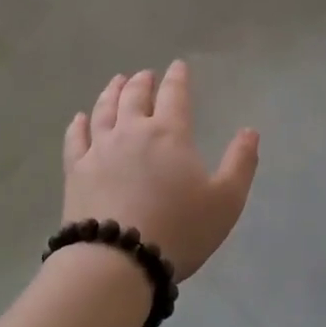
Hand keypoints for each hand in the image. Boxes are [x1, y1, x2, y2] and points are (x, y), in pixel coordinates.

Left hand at [62, 61, 259, 283]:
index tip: (178, 66)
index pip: (175, 95)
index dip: (178, 78)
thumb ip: (240, 163)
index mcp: (170, 134)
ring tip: (116, 82)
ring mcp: (99, 149)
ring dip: (112, 92)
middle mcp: (132, 132)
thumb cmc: (179, 230)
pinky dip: (79, 124)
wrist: (119, 260)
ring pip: (104, 110)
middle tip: (145, 75)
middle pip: (136, 96)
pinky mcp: (76, 170)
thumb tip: (250, 131)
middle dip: (143, 82)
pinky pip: (76, 138)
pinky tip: (80, 118)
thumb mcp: (226, 201)